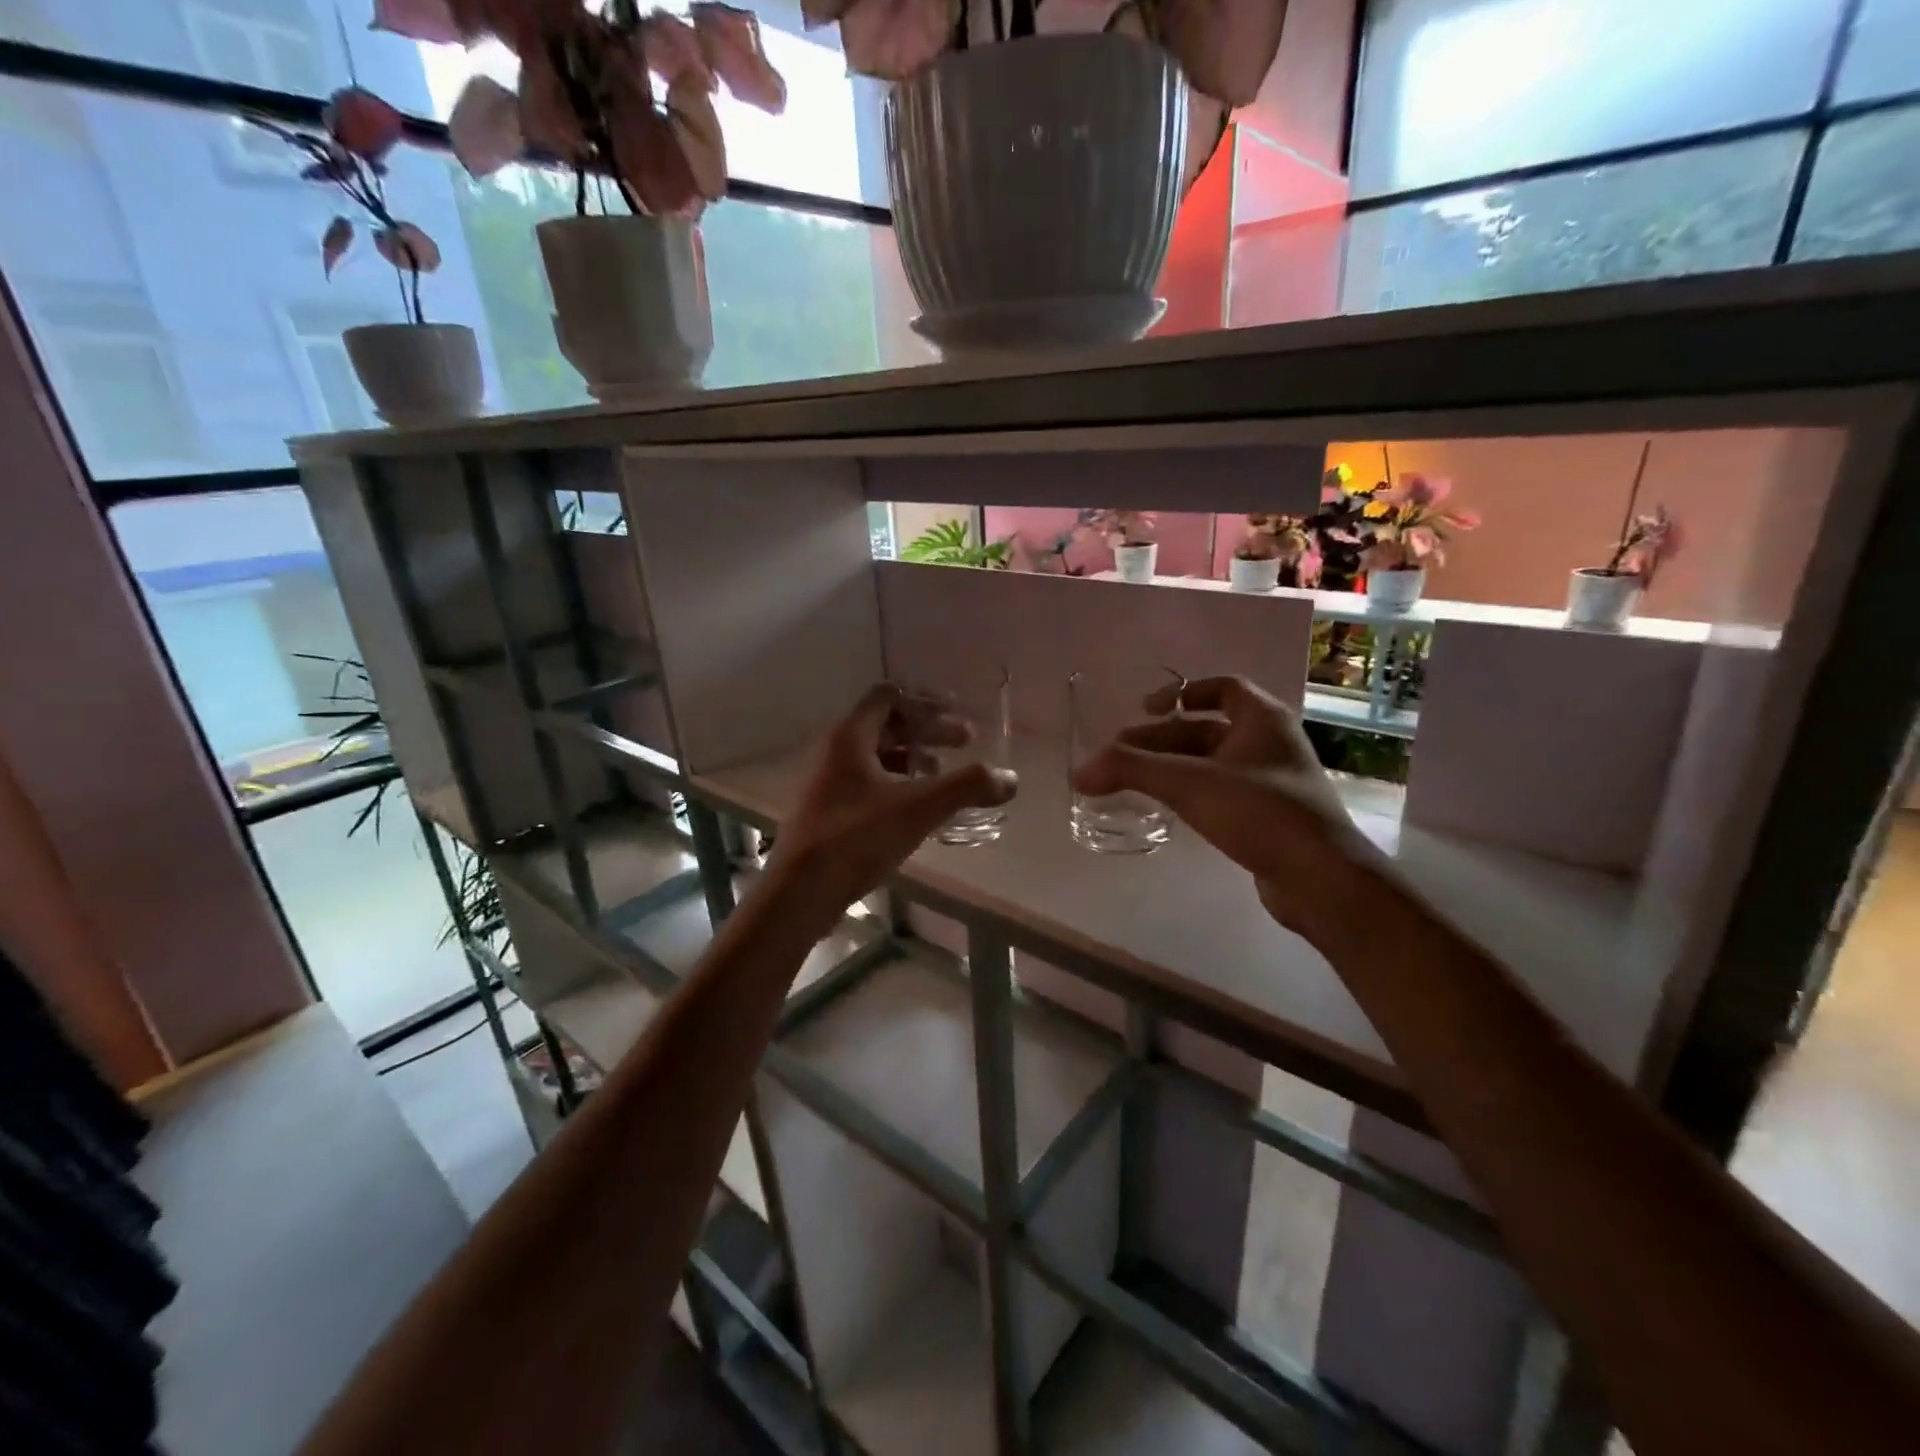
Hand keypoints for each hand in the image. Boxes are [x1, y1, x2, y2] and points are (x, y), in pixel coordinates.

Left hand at [771, 684, 1017, 915]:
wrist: (800, 891)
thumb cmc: (857, 837)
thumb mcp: (919, 808)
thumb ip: (966, 787)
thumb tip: (1010, 778)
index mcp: (851, 736)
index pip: (889, 696)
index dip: (926, 702)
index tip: (957, 715)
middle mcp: (835, 751)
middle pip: (886, 724)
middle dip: (928, 731)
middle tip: (965, 742)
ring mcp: (828, 782)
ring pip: (877, 755)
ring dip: (913, 758)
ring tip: (941, 776)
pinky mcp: (828, 811)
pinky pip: (868, 782)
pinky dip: (897, 783)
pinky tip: (916, 808)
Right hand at [1072, 676, 1388, 944]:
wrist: (1321, 880)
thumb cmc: (1260, 813)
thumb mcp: (1188, 783)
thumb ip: (1131, 770)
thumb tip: (1079, 771)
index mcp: (1263, 719)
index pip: (1222, 687)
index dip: (1181, 691)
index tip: (1145, 707)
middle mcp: (1271, 743)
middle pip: (1206, 729)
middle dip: (1161, 739)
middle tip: (1119, 756)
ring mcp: (1273, 782)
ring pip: (1212, 763)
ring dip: (1172, 767)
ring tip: (1133, 782)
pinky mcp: (1269, 818)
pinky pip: (1221, 792)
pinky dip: (1191, 793)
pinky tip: (1168, 809)